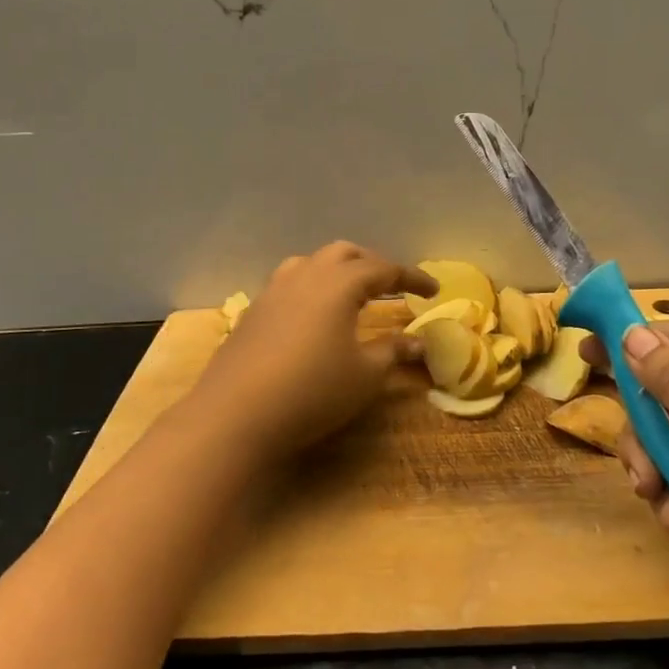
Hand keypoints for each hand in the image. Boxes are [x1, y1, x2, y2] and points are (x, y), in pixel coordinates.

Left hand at [190, 242, 437, 464]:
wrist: (234, 414)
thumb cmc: (311, 391)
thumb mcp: (364, 375)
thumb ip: (393, 352)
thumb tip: (419, 343)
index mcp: (339, 284)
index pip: (384, 270)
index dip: (412, 278)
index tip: (433, 290)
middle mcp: (306, 275)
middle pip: (345, 254)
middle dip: (373, 265)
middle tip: (392, 287)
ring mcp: (274, 290)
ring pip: (312, 263)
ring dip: (338, 270)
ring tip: (351, 293)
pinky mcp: (253, 311)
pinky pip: (290, 284)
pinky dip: (312, 287)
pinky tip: (313, 316)